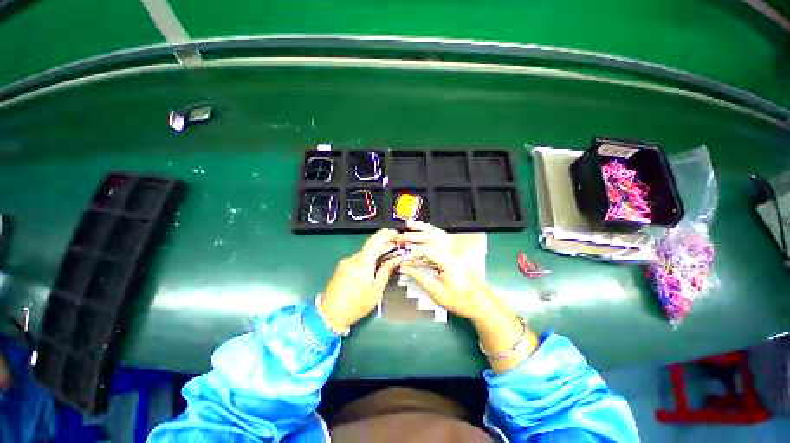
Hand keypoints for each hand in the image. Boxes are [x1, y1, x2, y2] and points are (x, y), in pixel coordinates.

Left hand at [321, 229, 403, 329]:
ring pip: (365, 252)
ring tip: (389, 255)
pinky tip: (376, 263)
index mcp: (362, 264)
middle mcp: (353, 259)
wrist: (329, 315)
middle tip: (397, 246)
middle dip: (385, 244)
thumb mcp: (376, 291)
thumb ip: (386, 271)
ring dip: (377, 251)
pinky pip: (359, 257)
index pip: (375, 241)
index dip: (386, 234)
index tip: (396, 233)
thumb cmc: (356, 305)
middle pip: (371, 246)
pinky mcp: (342, 266)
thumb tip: (397, 259)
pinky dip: (369, 257)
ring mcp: (346, 262)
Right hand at [397, 222, 492, 321]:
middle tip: (400, 238)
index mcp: (449, 261)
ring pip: (437, 234)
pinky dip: (431, 233)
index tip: (403, 259)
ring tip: (410, 224)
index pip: (427, 250)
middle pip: (431, 237)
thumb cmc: (460, 300)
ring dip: (423, 228)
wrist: (480, 302)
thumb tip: (405, 267)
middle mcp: (452, 252)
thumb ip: (419, 277)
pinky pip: (441, 239)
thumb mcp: (437, 292)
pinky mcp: (455, 253)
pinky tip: (423, 232)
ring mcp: (455, 251)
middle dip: (414, 236)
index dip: (412, 253)